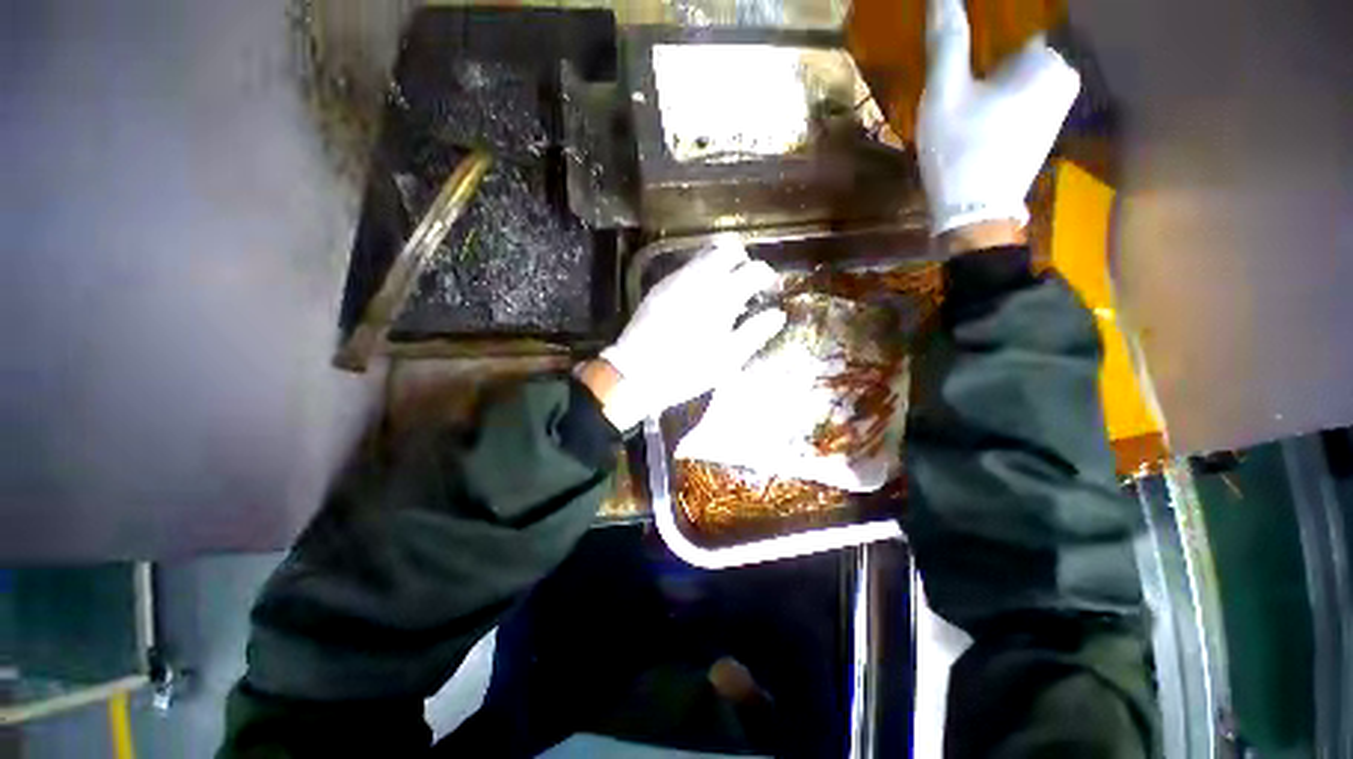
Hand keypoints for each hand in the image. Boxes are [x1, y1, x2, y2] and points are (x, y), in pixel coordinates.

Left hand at [587, 241, 785, 429]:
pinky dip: (701, 273)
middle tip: (747, 284)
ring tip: (724, 290)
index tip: (770, 289)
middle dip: (743, 261)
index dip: (767, 276)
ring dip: (721, 264)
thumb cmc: (686, 371)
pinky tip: (699, 297)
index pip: (754, 269)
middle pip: (728, 249)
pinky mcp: (659, 285)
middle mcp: (700, 278)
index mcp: (722, 296)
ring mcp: (676, 278)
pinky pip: (686, 267)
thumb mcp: (727, 360)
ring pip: (705, 254)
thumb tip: (777, 314)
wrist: (635, 373)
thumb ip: (755, 333)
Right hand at [918, 0, 1079, 235]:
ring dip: (996, 83)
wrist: (974, 214)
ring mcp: (1060, 106)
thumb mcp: (945, 94)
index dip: (986, 39)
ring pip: (1022, 77)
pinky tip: (981, 120)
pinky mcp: (1047, 130)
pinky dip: (1004, 102)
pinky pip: (1025, 99)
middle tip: (959, 84)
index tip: (965, 59)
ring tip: (966, 103)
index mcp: (1047, 59)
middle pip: (1020, 52)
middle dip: (991, 62)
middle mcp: (1065, 76)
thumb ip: (947, 41)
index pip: (1017, 26)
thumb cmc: (959, 150)